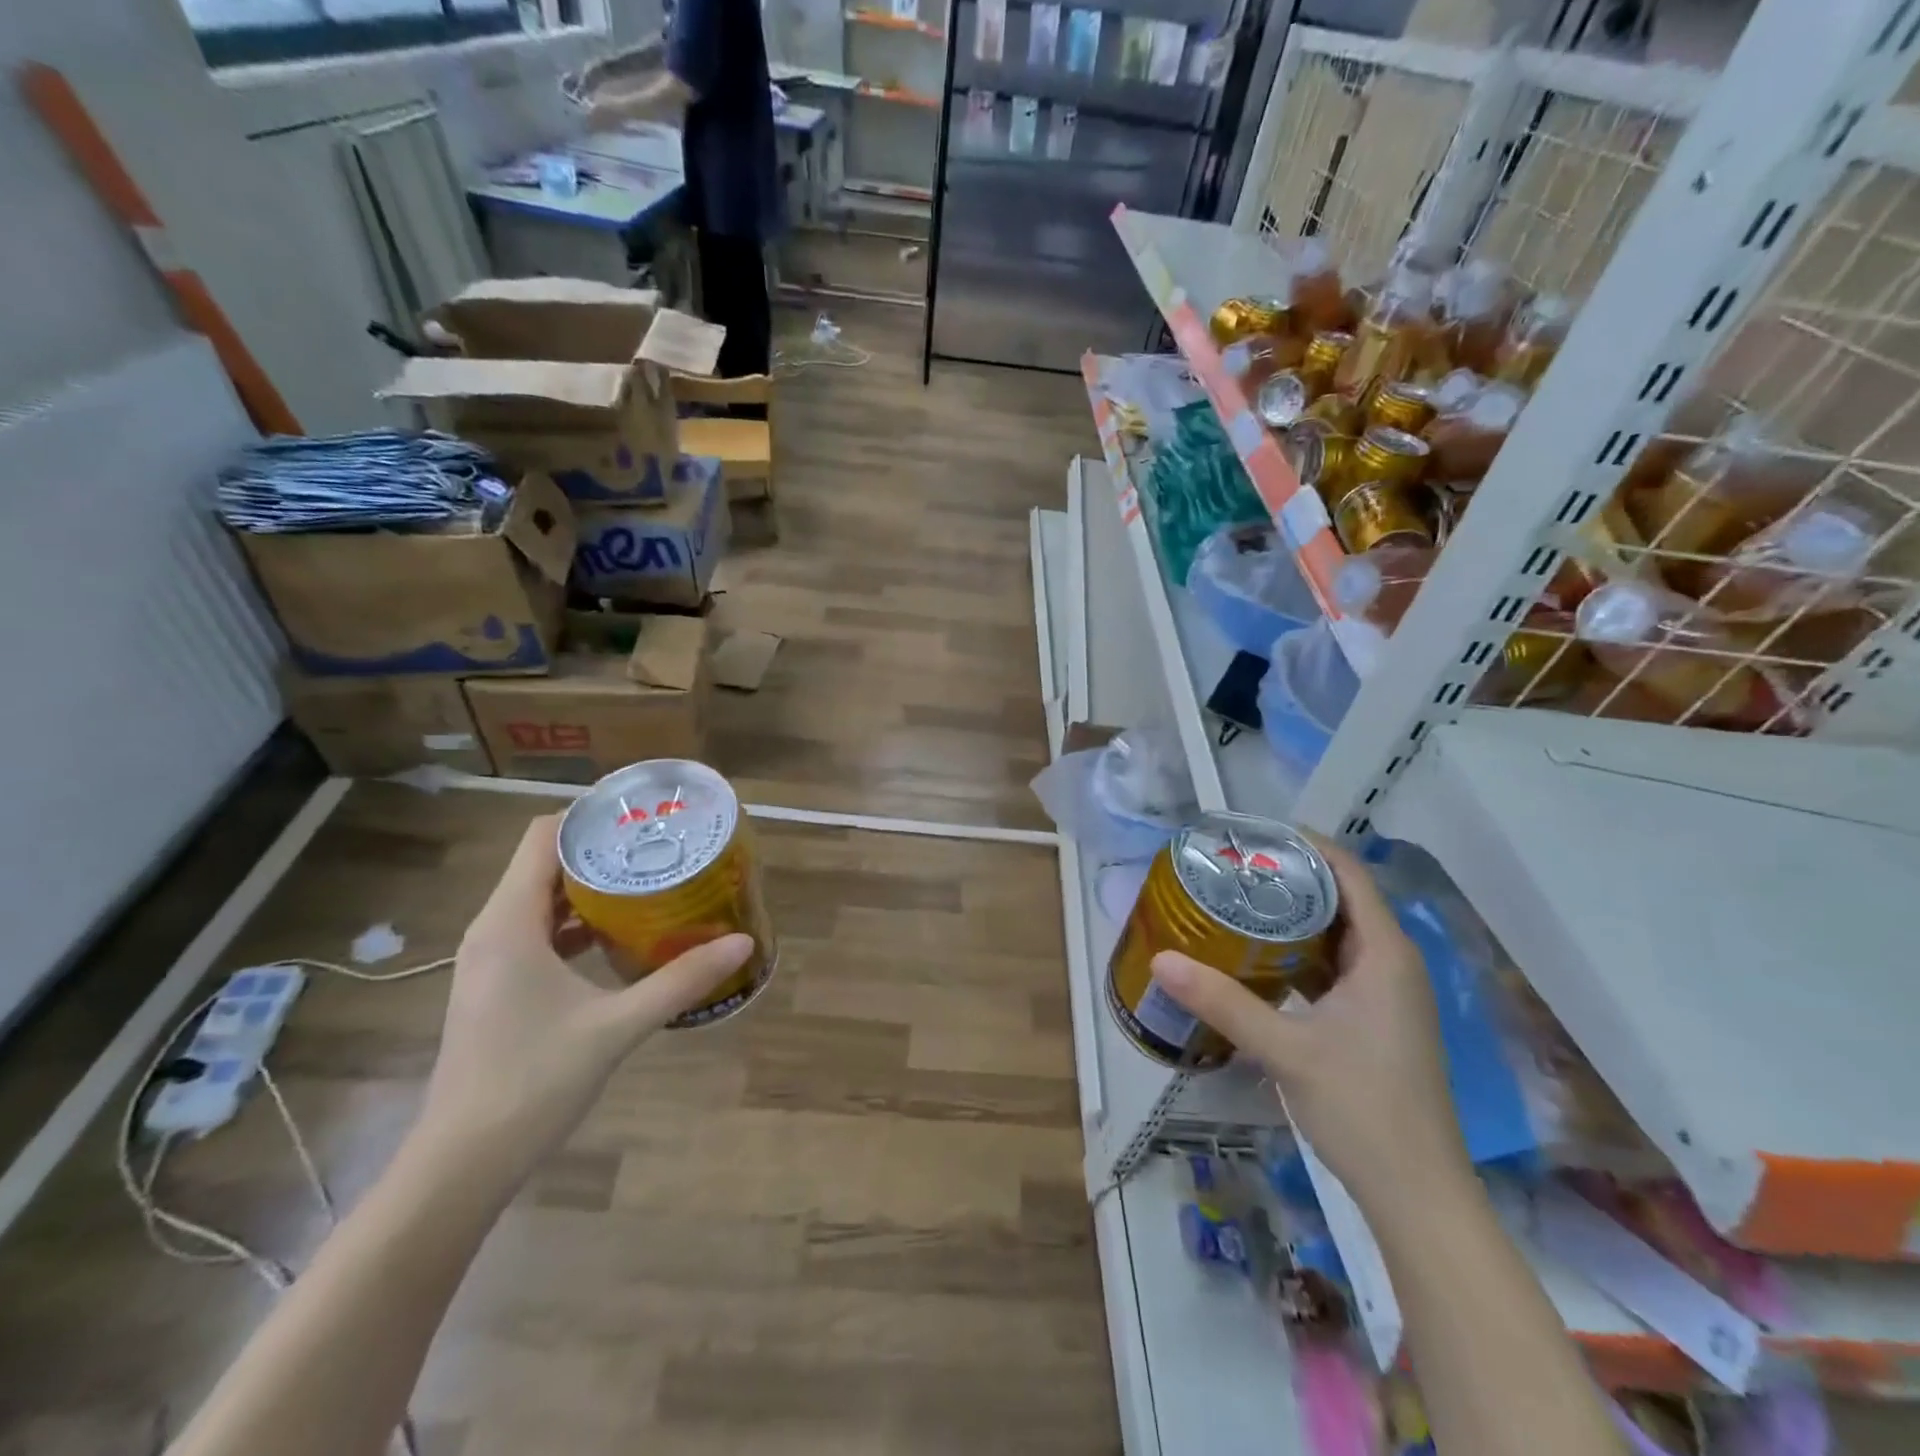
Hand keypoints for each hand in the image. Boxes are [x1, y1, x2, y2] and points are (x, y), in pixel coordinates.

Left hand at [413, 814, 751, 1185]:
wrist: (460, 1165)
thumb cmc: (531, 1082)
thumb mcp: (616, 1026)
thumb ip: (680, 981)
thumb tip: (742, 943)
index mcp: (509, 924)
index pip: (543, 837)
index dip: (590, 817)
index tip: (643, 815)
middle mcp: (492, 931)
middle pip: (546, 864)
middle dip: (602, 851)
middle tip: (661, 847)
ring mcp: (491, 961)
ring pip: (543, 900)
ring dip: (593, 889)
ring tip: (651, 884)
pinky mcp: (497, 987)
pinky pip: (539, 933)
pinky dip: (578, 923)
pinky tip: (621, 939)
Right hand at [1151, 835, 1468, 1205]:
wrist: (1416, 1193)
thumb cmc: (1362, 1107)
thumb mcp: (1285, 1049)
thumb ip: (1222, 1001)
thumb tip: (1161, 958)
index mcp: (1384, 954)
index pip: (1348, 873)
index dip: (1304, 845)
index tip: (1251, 835)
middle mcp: (1390, 963)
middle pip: (1340, 898)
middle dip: (1288, 877)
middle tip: (1230, 868)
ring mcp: (1385, 994)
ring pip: (1335, 934)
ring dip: (1291, 916)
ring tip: (1235, 902)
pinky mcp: (1373, 1020)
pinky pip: (1333, 966)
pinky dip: (1297, 953)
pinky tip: (1256, 959)